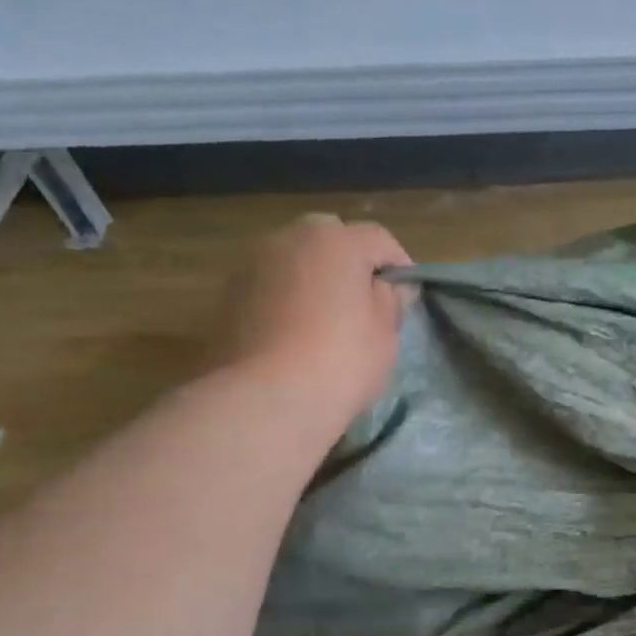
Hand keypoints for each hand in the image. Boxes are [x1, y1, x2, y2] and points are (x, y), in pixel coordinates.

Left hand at [212, 214, 413, 423]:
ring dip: (313, 278)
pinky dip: (285, 298)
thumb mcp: (385, 334)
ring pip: (294, 259)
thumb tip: (391, 286)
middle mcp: (290, 238)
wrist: (267, 398)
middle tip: (363, 302)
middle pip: (330, 237)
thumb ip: (391, 300)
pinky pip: (270, 285)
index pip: (379, 239)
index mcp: (336, 239)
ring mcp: (252, 264)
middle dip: (349, 262)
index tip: (407, 296)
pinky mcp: (228, 294)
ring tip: (326, 319)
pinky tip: (294, 333)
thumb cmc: (341, 360)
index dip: (399, 265)